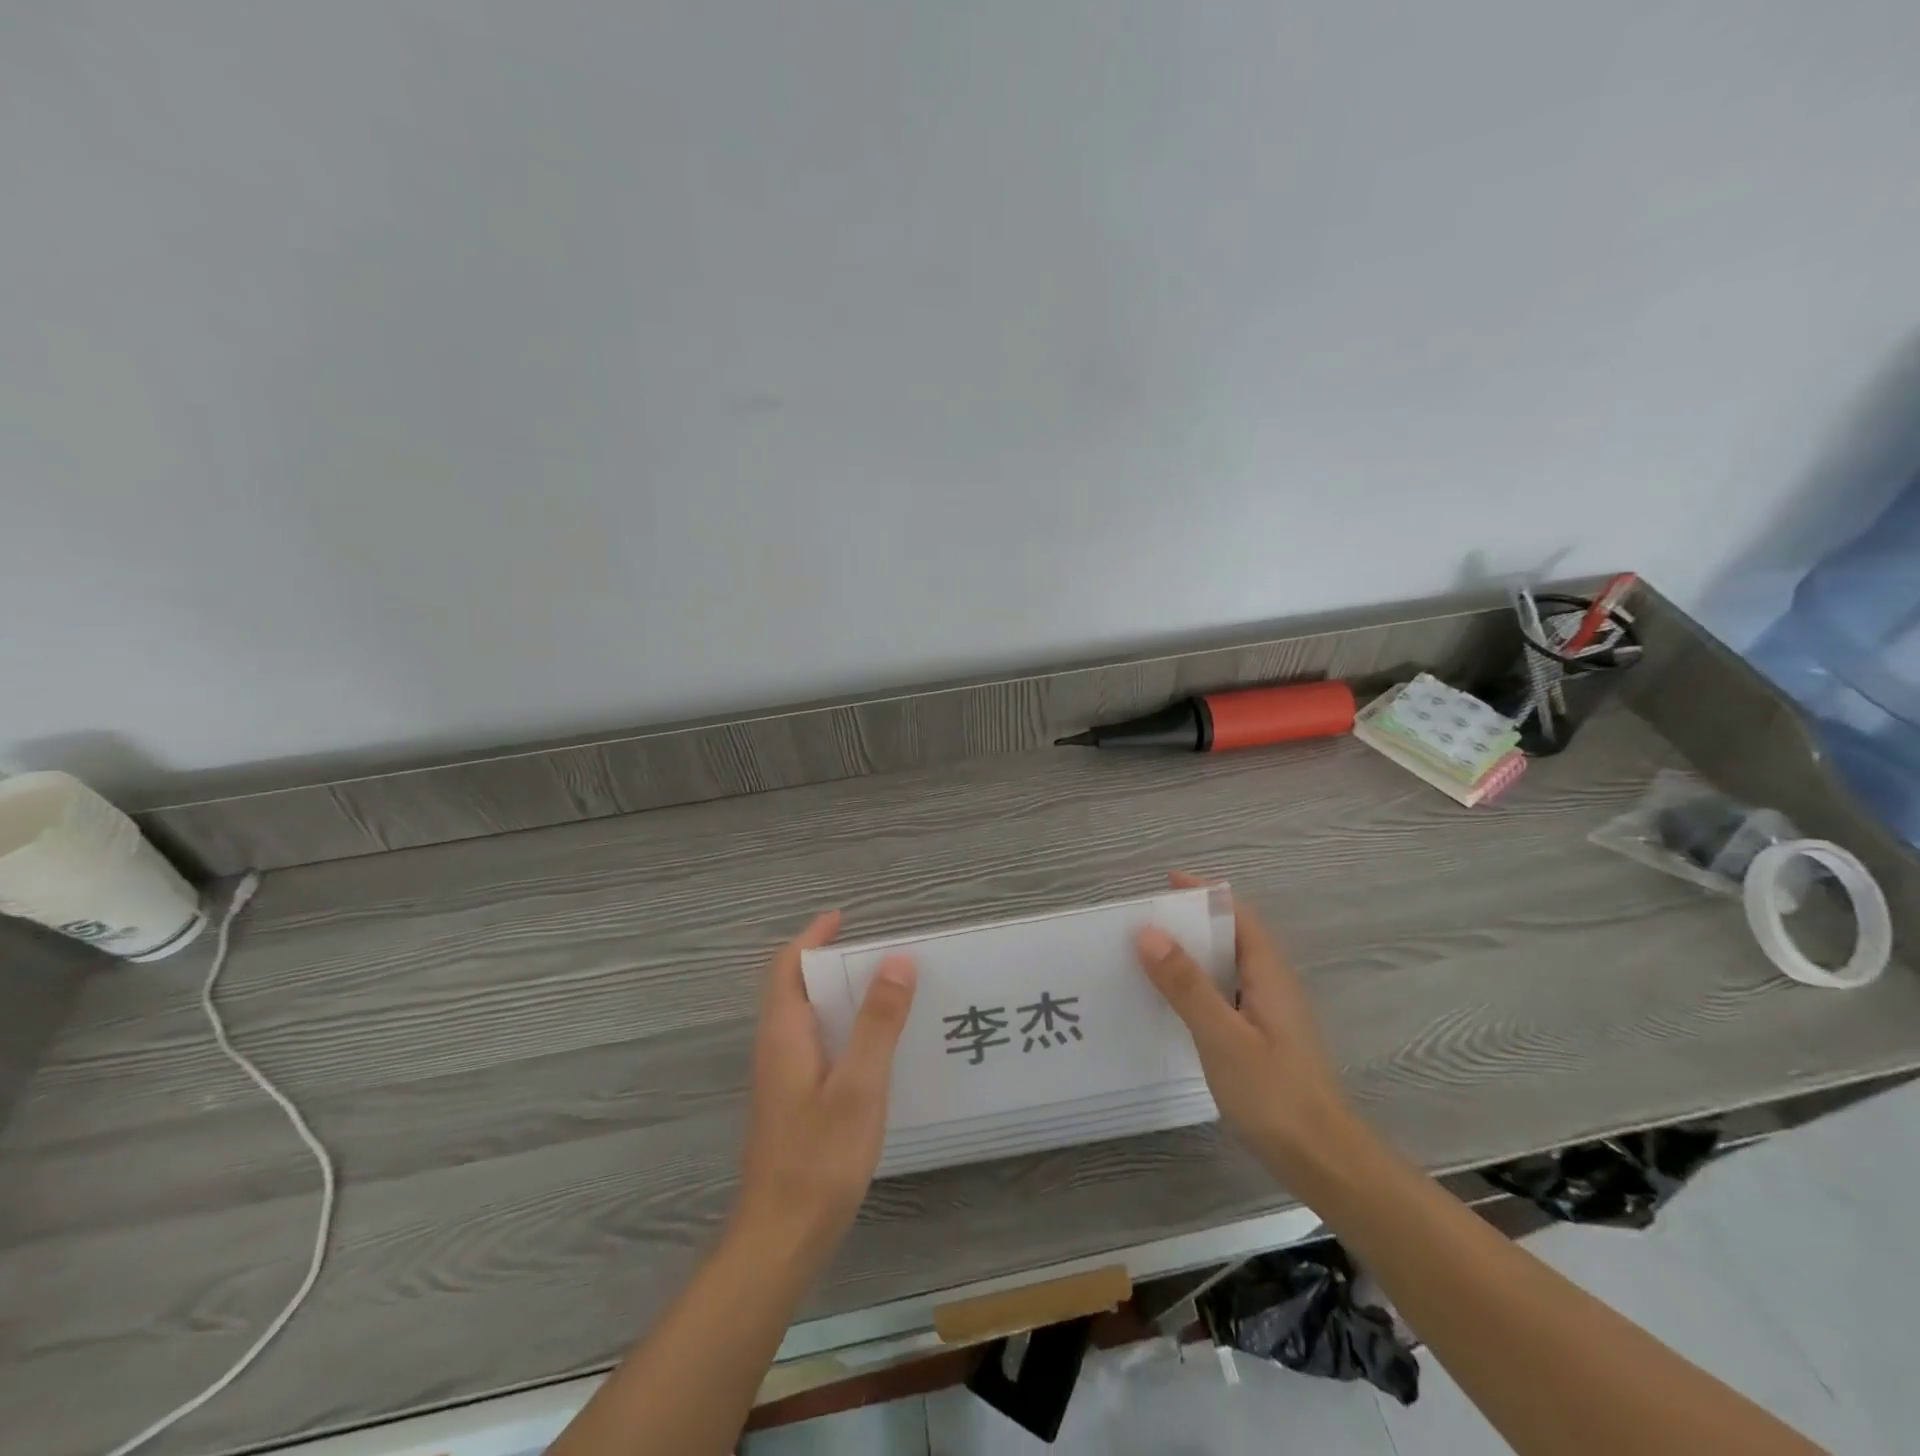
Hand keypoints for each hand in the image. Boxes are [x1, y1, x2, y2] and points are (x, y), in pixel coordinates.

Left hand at [732, 910, 916, 1266]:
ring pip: (807, 1020)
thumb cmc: (819, 1157)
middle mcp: (776, 1049)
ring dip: (839, 998)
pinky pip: (816, 1047)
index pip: (787, 966)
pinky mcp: (792, 1104)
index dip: (812, 937)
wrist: (780, 1239)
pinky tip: (876, 1051)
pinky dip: (842, 1030)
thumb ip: (878, 1023)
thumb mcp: (859, 1085)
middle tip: (880, 957)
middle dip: (832, 964)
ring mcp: (781, 1079)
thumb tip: (896, 961)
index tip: (844, 918)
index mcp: (784, 1034)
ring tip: (886, 994)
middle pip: (796, 989)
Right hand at [1134, 872, 1355, 1175]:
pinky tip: (1172, 1004)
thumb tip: (1148, 931)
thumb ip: (1186, 985)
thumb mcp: (1222, 1037)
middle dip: (1191, 922)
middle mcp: (1273, 986)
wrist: (1324, 1162)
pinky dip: (1197, 986)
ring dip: (1192, 955)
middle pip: (1232, 937)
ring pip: (1228, 968)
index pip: (1237, 915)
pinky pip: (1225, 995)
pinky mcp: (1263, 1040)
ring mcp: (1270, 1014)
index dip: (1204, 894)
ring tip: (1146, 956)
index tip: (1165, 884)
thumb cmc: (1275, 1095)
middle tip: (1143, 922)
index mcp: (1269, 974)